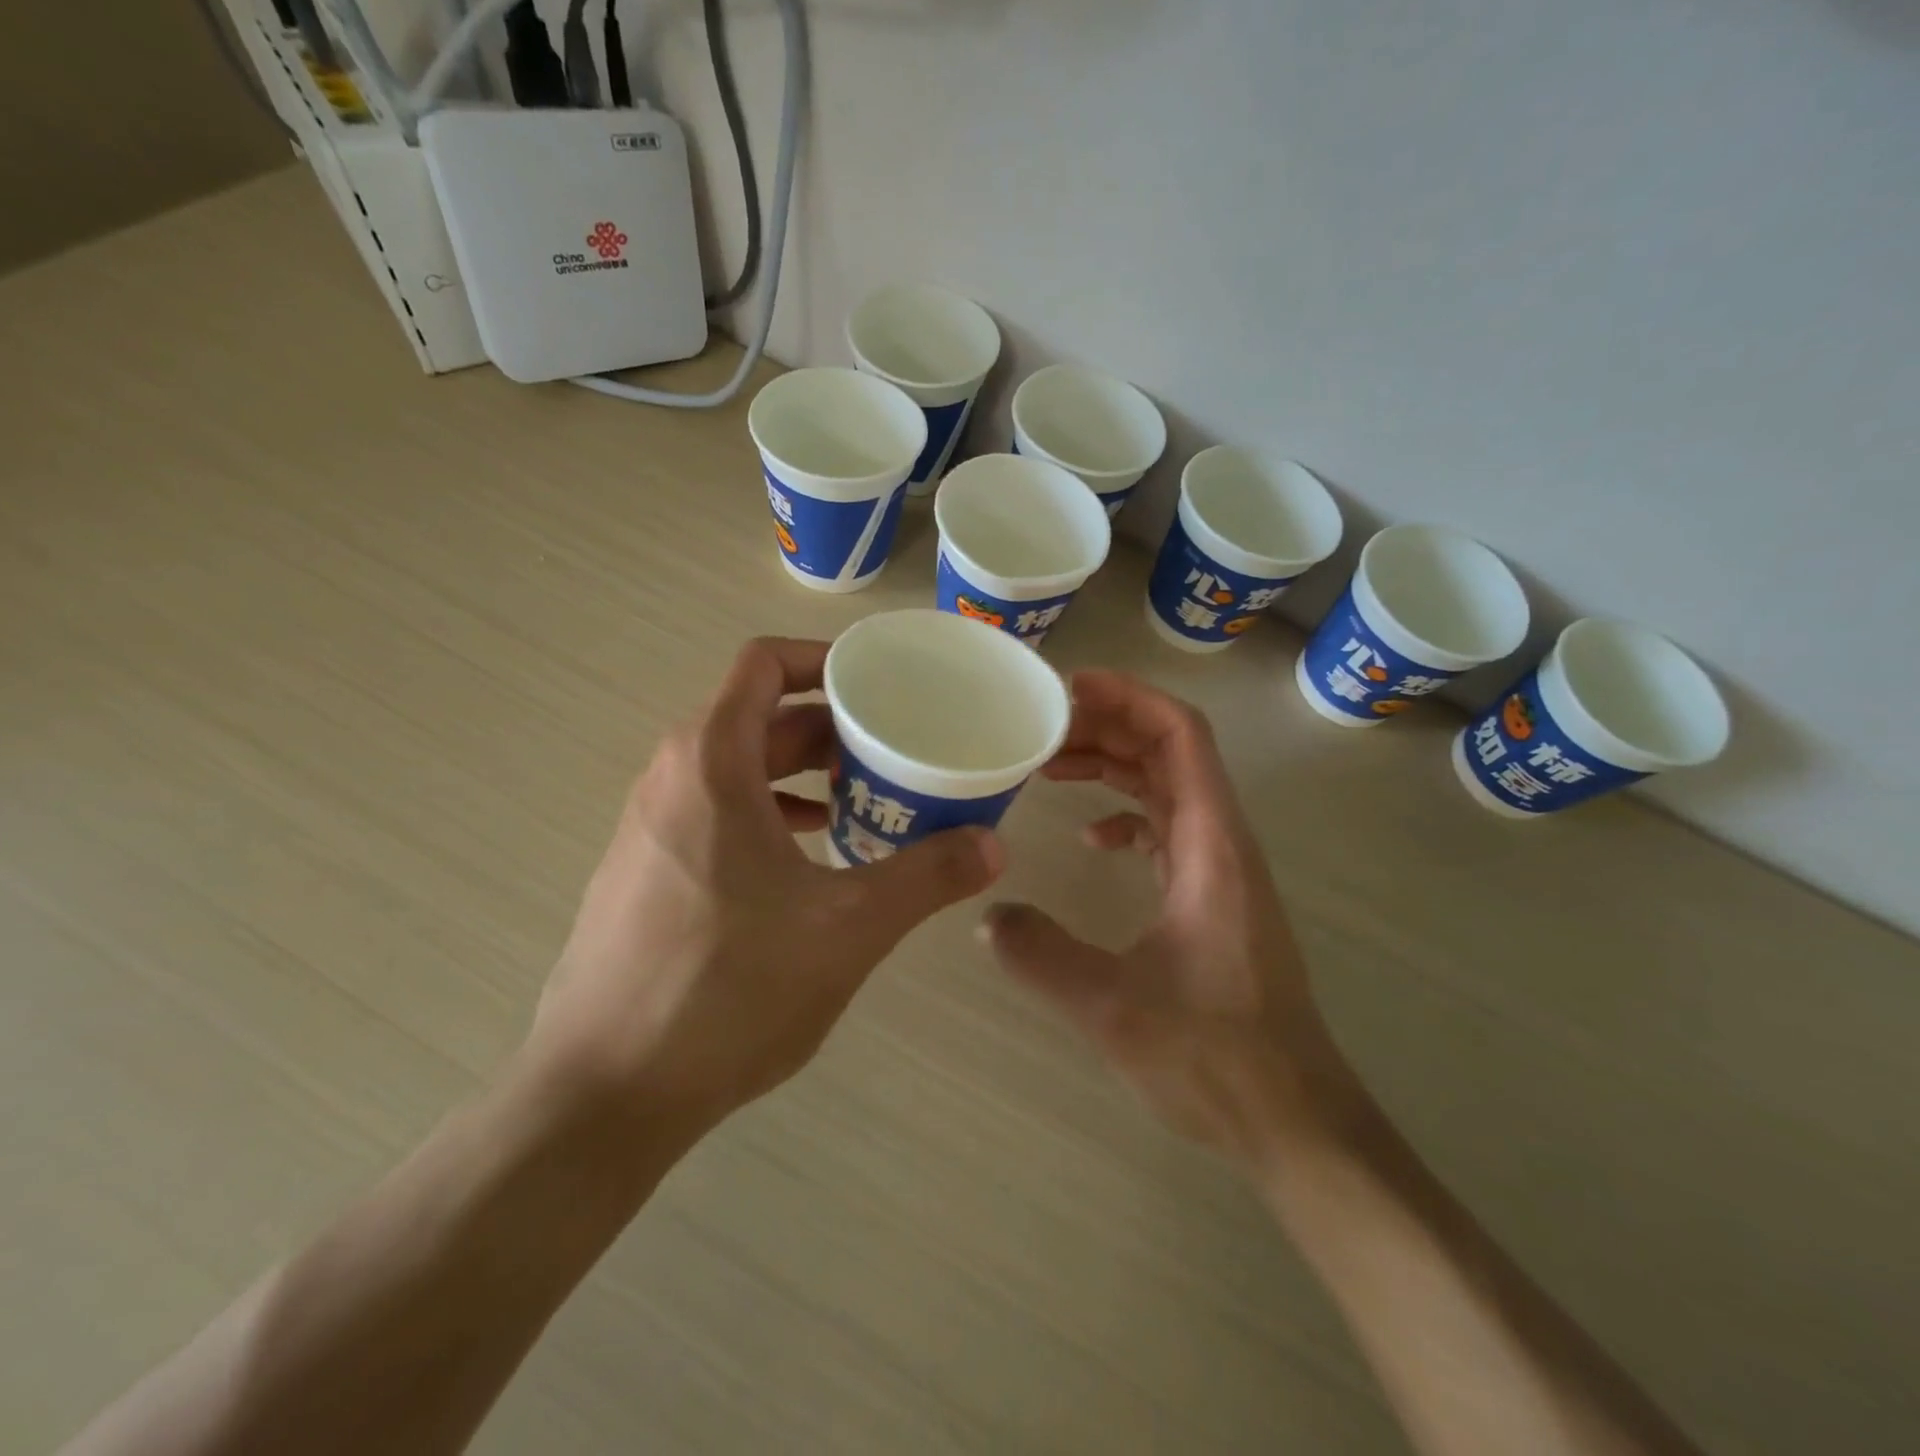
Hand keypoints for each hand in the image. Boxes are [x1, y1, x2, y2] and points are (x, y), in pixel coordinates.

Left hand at [526, 638, 1003, 1150]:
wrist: (603, 1092)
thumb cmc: (727, 990)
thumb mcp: (847, 929)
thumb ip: (926, 877)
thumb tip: (993, 845)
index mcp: (710, 763)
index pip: (764, 664)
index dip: (824, 659)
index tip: (879, 684)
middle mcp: (672, 778)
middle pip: (758, 717)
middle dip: (829, 726)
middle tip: (893, 750)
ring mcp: (651, 827)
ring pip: (739, 768)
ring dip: (803, 772)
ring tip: (865, 799)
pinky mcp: (646, 871)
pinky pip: (718, 812)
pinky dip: (771, 812)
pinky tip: (813, 856)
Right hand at [983, 670, 1350, 1165]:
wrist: (1292, 1117)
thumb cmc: (1216, 1055)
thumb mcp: (1114, 1006)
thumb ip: (1043, 956)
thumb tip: (986, 914)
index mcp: (1211, 844)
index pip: (1179, 735)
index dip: (1127, 698)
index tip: (1066, 688)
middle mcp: (1221, 841)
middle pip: (1169, 750)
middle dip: (1106, 725)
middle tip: (1038, 726)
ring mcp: (1219, 869)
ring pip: (1167, 787)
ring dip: (1113, 766)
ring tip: (1050, 765)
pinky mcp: (1211, 897)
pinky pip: (1167, 829)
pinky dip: (1128, 814)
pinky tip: (1091, 836)